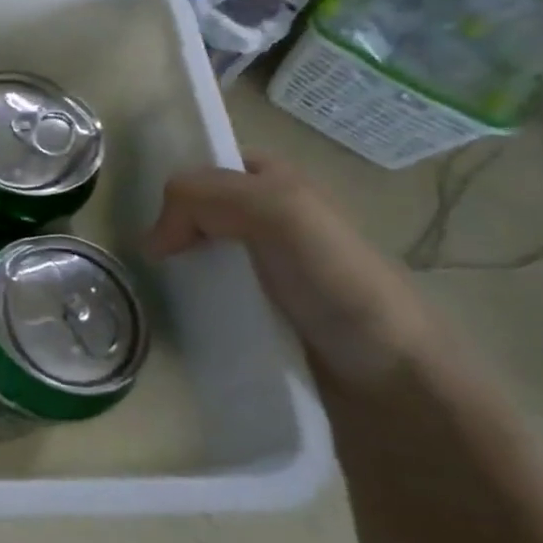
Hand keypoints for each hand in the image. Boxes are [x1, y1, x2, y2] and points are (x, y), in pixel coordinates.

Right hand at [145, 153, 439, 390]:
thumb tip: (151, 240)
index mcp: (279, 183)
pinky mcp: (257, 311)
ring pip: (197, 252)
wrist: (392, 376)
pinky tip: (182, 312)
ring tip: (162, 290)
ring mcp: (263, 268)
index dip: (179, 185)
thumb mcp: (276, 211)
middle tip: (156, 259)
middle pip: (197, 209)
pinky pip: (206, 292)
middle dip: (169, 228)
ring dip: (175, 268)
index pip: (208, 166)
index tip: (158, 220)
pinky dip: (188, 300)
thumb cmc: (337, 281)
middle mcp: (270, 219)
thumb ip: (205, 196)